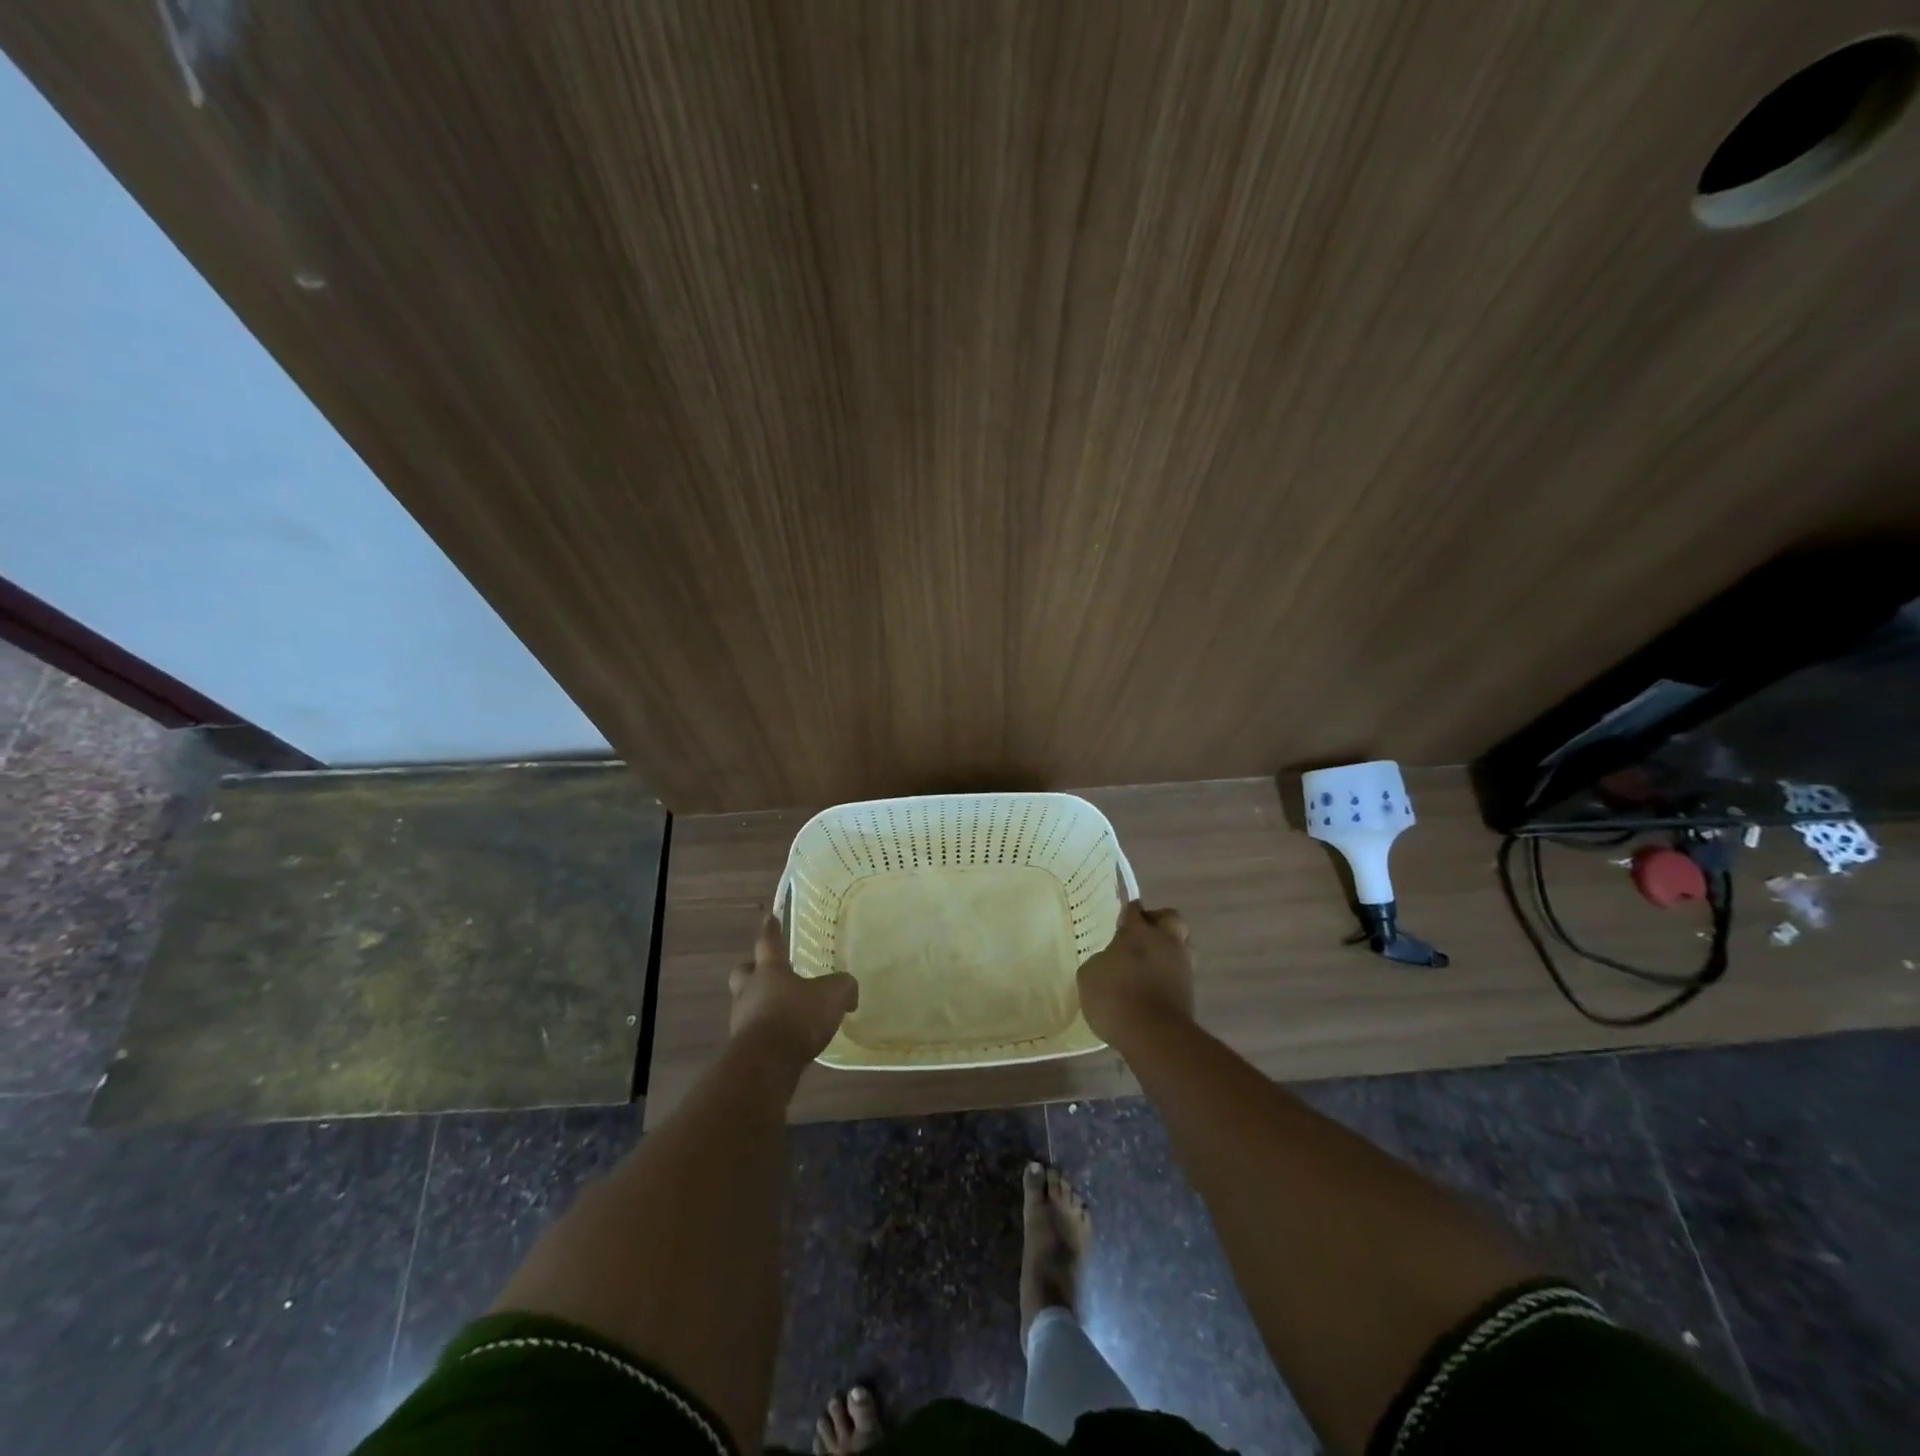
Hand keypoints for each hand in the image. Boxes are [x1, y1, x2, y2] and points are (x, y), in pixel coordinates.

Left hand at [728, 914, 858, 1063]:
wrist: (767, 1064)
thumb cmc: (797, 1017)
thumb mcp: (833, 995)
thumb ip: (844, 987)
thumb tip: (849, 992)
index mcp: (770, 970)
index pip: (769, 941)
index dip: (771, 928)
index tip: (770, 917)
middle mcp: (750, 990)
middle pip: (743, 972)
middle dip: (753, 970)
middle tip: (766, 972)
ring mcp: (742, 1019)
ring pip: (746, 1002)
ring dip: (760, 1003)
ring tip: (783, 1010)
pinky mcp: (742, 1047)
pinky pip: (753, 1031)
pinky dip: (766, 1031)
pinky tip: (784, 1038)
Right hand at [1076, 870, 1194, 1045]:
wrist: (1153, 1036)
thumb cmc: (1115, 997)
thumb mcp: (1090, 975)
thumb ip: (1101, 960)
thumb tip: (1110, 961)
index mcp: (1139, 931)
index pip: (1134, 910)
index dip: (1128, 913)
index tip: (1121, 920)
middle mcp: (1165, 941)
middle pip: (1170, 919)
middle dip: (1158, 923)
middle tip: (1142, 936)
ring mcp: (1182, 967)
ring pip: (1180, 946)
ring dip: (1167, 951)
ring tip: (1147, 966)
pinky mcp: (1191, 993)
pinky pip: (1180, 973)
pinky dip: (1169, 976)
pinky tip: (1153, 987)